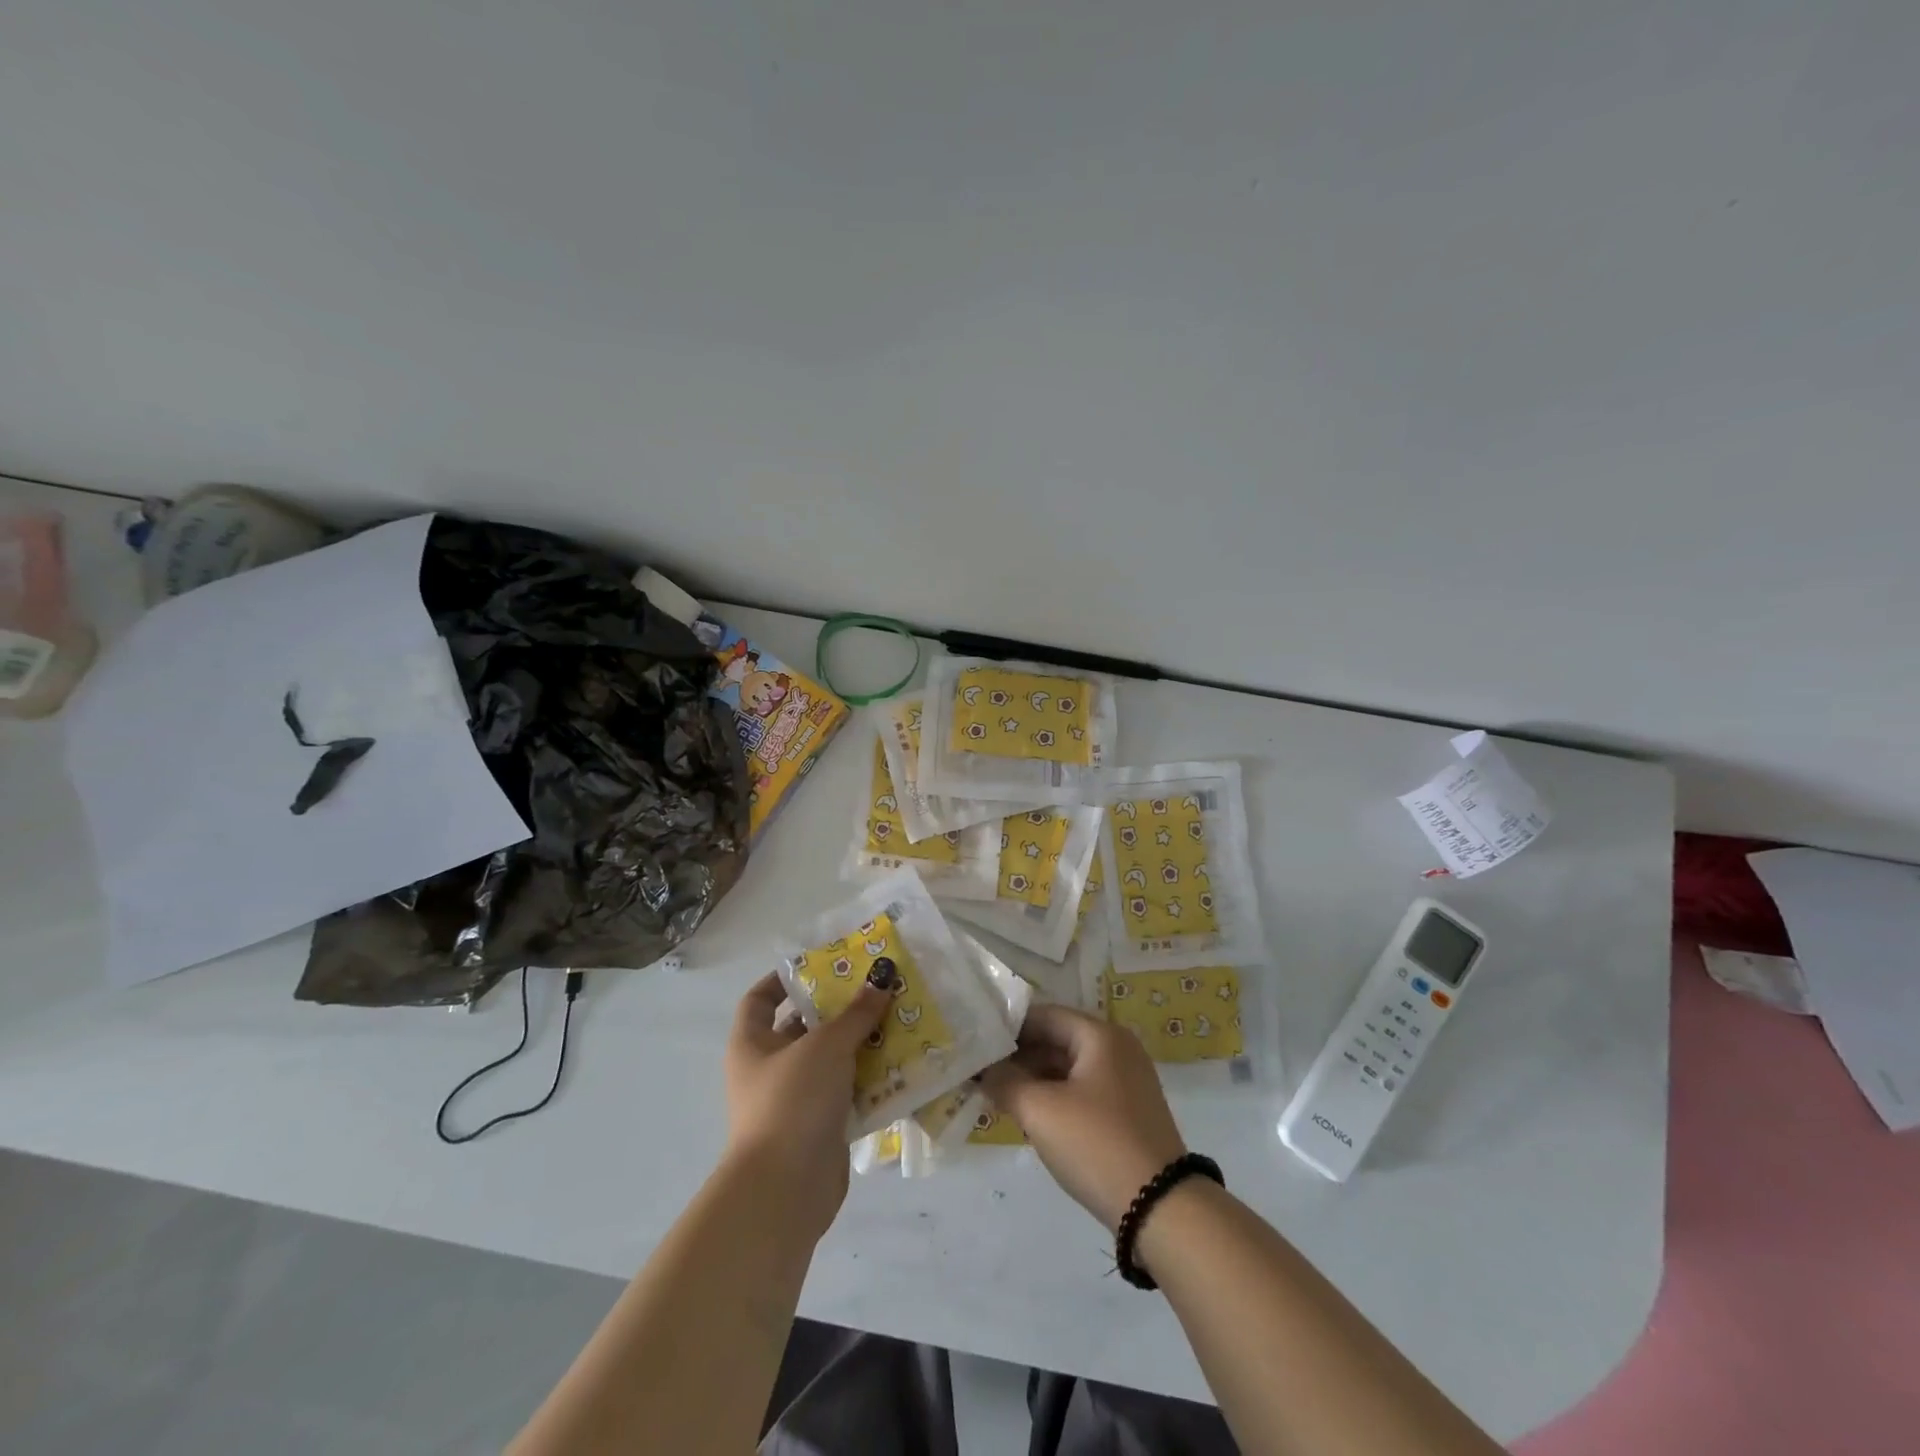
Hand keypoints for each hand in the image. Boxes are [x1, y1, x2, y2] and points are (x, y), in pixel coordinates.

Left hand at [723, 972, 890, 1241]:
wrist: (785, 1191)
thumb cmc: (793, 1101)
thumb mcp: (827, 1046)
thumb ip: (856, 1013)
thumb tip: (882, 979)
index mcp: (752, 1044)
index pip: (760, 999)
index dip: (785, 979)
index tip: (822, 966)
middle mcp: (768, 1070)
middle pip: (803, 1028)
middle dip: (839, 1011)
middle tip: (876, 991)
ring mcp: (794, 1101)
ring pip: (830, 1062)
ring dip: (860, 1045)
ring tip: (898, 1022)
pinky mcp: (819, 1129)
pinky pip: (846, 1093)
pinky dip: (869, 1081)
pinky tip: (900, 1065)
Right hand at [981, 1004, 1188, 1231]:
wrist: (1161, 1209)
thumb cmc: (1096, 1144)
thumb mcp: (1040, 1111)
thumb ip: (1005, 1082)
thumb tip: (982, 1069)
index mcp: (1100, 1035)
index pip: (1043, 1015)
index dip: (1007, 1027)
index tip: (974, 1042)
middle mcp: (1116, 1048)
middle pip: (1056, 1039)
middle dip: (1017, 1056)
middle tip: (978, 1071)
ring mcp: (1125, 1081)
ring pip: (1067, 1068)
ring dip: (1032, 1078)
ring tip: (994, 1093)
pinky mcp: (1127, 1111)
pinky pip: (1081, 1090)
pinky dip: (1053, 1096)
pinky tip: (1026, 1113)